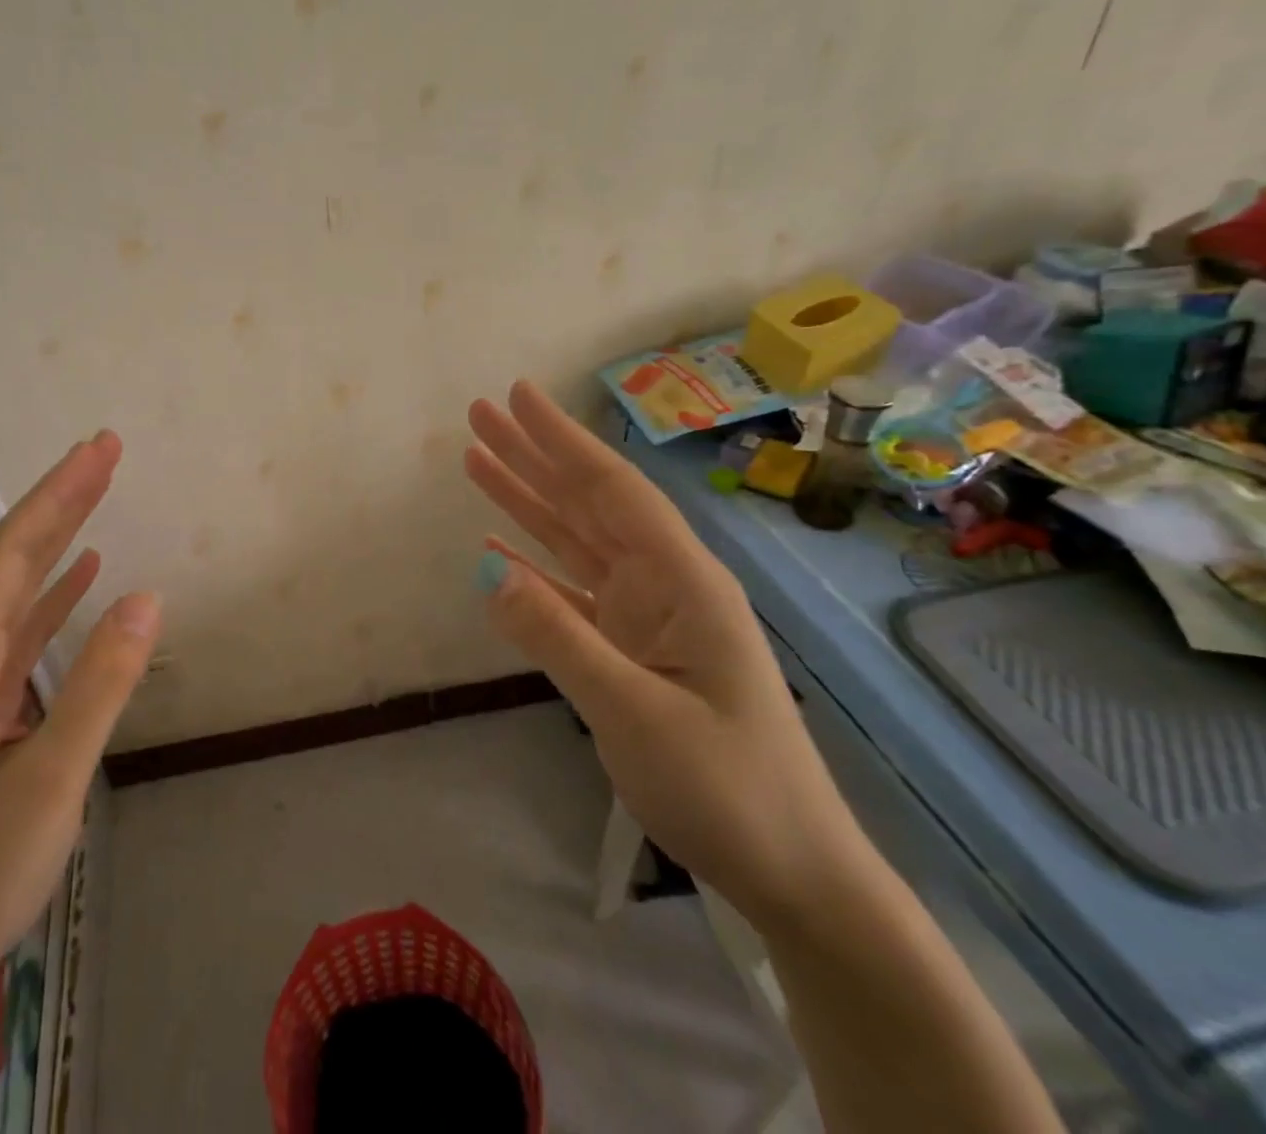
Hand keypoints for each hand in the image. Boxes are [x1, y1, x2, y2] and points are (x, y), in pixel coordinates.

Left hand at [0, 430, 159, 1005]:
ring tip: (98, 496)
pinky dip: (53, 596)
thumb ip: (98, 687)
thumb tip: (147, 599)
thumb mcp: (47, 782)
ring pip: (12, 593)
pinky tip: (84, 578)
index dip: (56, 497)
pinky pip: (18, 633)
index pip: (8, 555)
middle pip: (7, 561)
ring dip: (56, 541)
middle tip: (105, 451)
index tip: (99, 450)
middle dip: (57, 502)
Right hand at [465, 382, 868, 929]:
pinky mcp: (630, 647)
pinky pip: (570, 591)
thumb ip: (558, 636)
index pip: (611, 490)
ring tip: (475, 459)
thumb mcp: (636, 713)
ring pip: (574, 539)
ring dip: (526, 499)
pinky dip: (533, 564)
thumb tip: (486, 566)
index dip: (562, 440)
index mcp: (682, 581)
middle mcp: (663, 583)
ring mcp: (646, 615)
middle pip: (587, 502)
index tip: (519, 395)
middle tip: (480, 413)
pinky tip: (497, 546)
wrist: (789, 871)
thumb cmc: (726, 789)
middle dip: (533, 455)